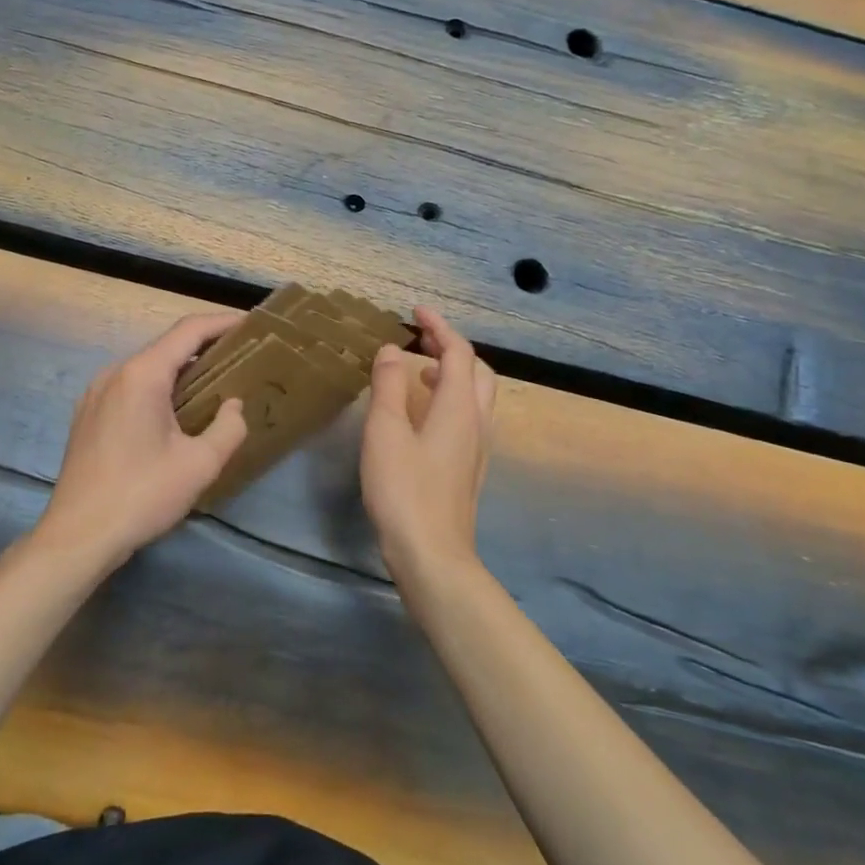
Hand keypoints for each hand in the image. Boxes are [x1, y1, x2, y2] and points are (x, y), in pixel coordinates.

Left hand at [35, 312, 247, 569]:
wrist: (77, 536)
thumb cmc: (141, 495)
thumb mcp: (199, 465)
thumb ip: (228, 428)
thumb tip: (233, 406)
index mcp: (142, 375)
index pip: (188, 331)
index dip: (222, 323)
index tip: (251, 324)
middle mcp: (115, 373)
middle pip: (166, 347)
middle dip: (205, 348)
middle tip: (241, 358)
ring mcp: (96, 393)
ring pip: (147, 368)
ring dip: (181, 371)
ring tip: (214, 385)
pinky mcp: (88, 415)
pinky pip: (130, 387)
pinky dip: (158, 388)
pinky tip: (175, 412)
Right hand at [360, 307, 497, 581]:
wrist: (432, 553)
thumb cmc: (404, 489)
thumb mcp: (386, 432)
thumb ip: (389, 386)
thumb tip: (392, 349)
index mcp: (458, 407)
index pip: (458, 352)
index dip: (439, 326)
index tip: (415, 311)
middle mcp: (477, 422)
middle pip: (476, 370)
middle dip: (451, 347)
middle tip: (420, 338)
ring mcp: (478, 447)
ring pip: (476, 395)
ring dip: (452, 373)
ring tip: (418, 371)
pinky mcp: (469, 468)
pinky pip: (468, 416)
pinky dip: (449, 398)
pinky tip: (423, 415)